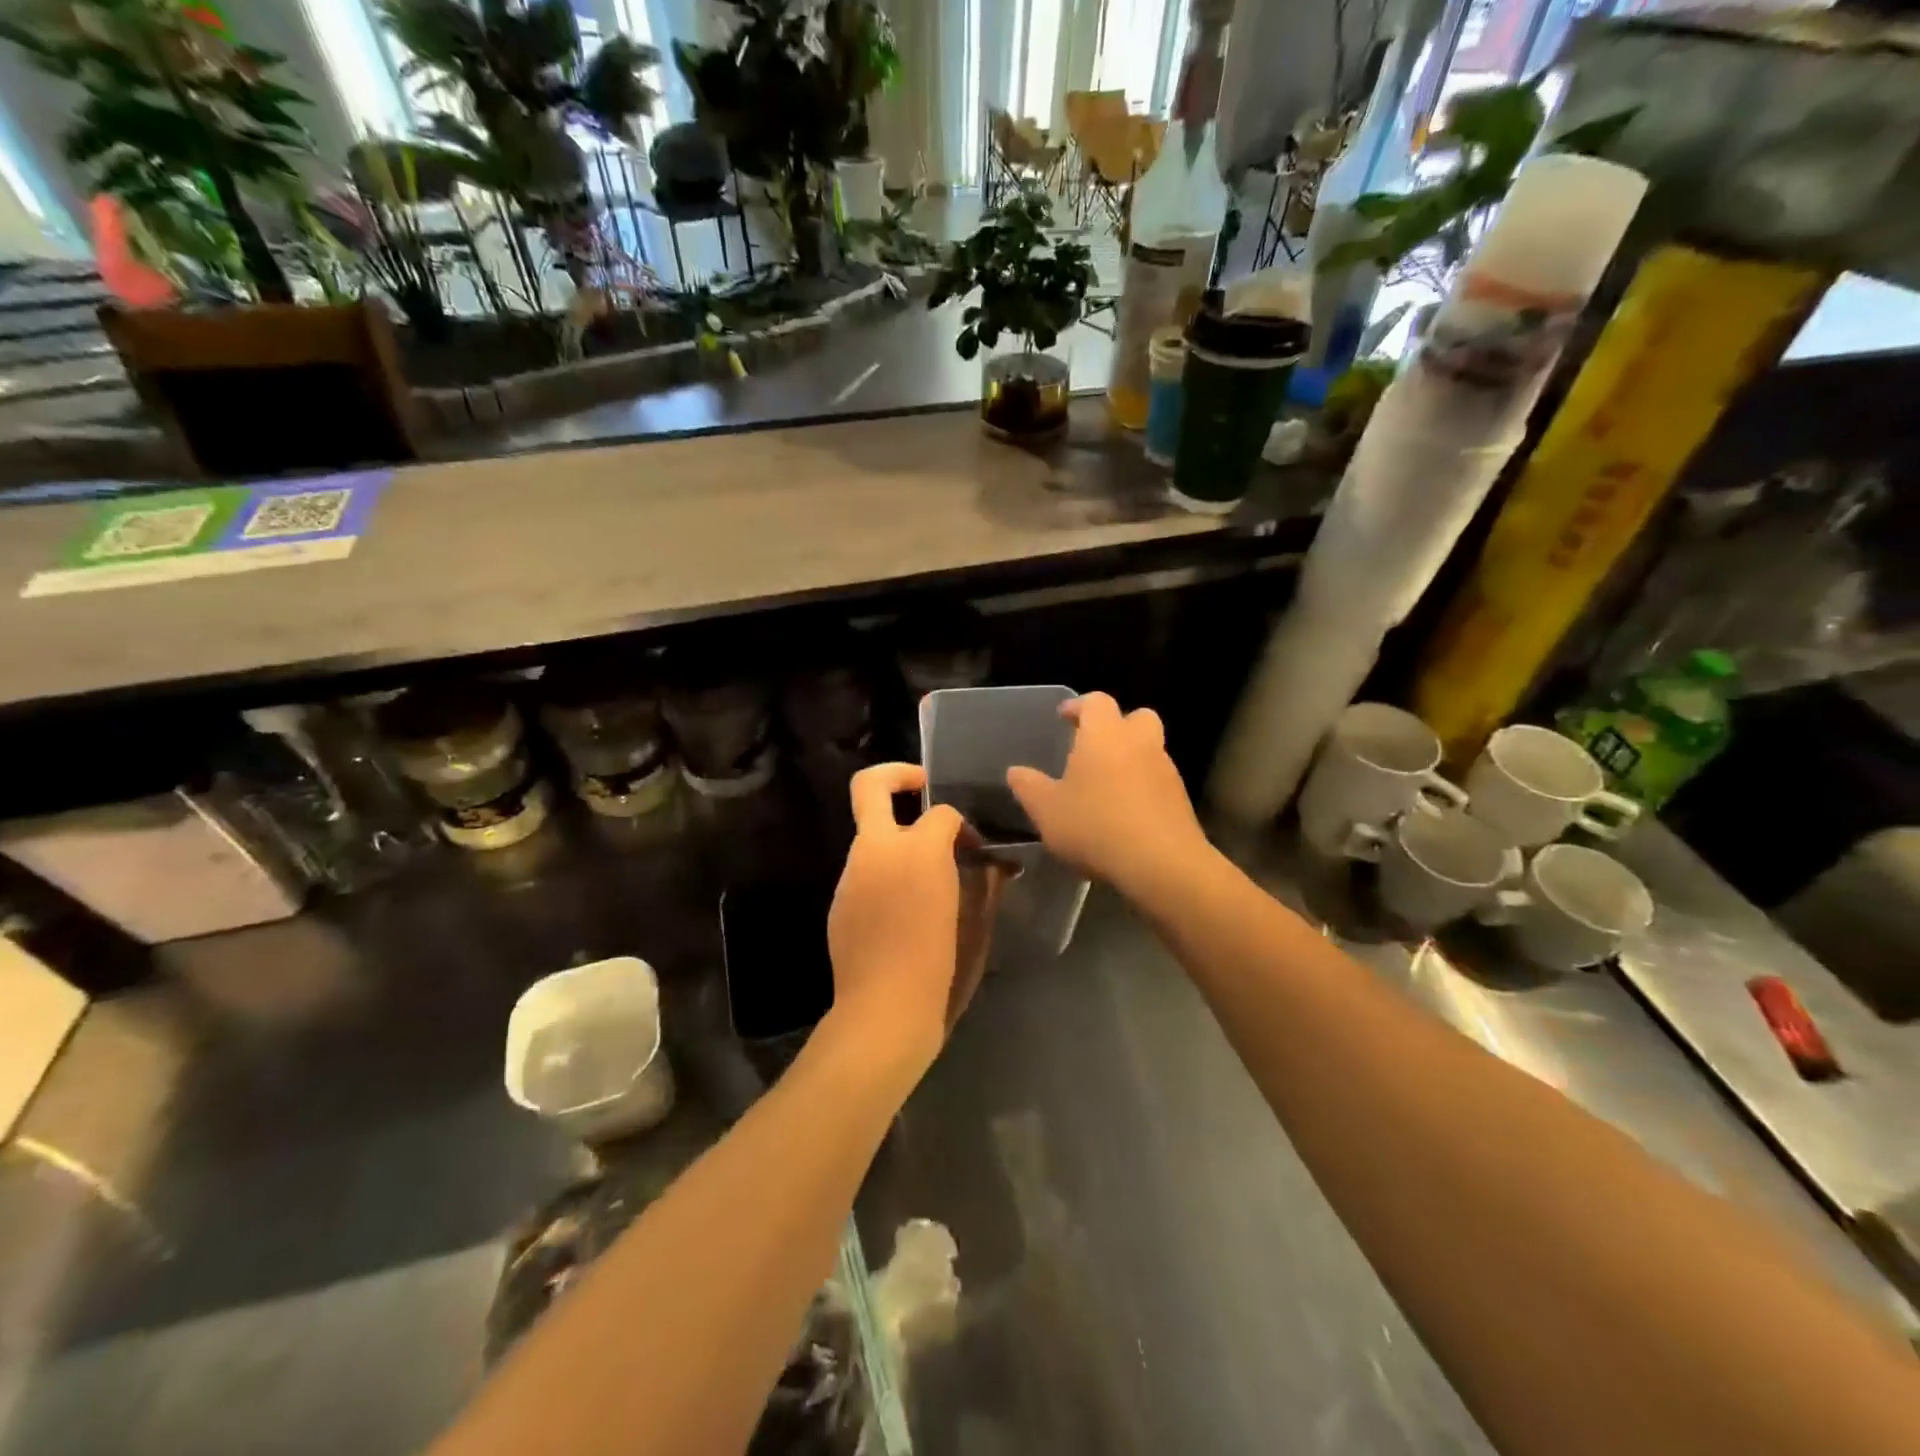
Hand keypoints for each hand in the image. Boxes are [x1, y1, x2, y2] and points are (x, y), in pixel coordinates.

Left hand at [826, 764, 1006, 1076]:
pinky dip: (884, 874)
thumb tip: (994, 866)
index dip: (962, 824)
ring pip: (870, 834)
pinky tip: (902, 911)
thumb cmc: (941, 968)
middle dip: (898, 775)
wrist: (883, 1013)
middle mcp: (876, 851)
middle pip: (870, 786)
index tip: (973, 847)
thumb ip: (984, 884)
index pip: (942, 812)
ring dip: (896, 839)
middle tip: (922, 788)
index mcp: (917, 851)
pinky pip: (864, 871)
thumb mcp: (975, 924)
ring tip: (923, 876)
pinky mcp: (839, 901)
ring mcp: (851, 875)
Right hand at [1006, 693, 1209, 896]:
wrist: (1161, 863)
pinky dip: (1143, 786)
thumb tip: (1015, 771)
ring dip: (1131, 758)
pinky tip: (1125, 812)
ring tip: (1106, 785)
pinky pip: (1158, 780)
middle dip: (1117, 725)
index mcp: (1104, 734)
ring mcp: (1165, 770)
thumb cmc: (1095, 826)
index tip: (1064, 717)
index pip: (1096, 701)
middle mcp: (1139, 742)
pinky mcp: (1180, 799)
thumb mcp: (1047, 811)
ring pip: (1150, 749)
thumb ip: (1029, 787)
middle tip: (1094, 746)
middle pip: (1136, 717)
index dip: (1079, 706)